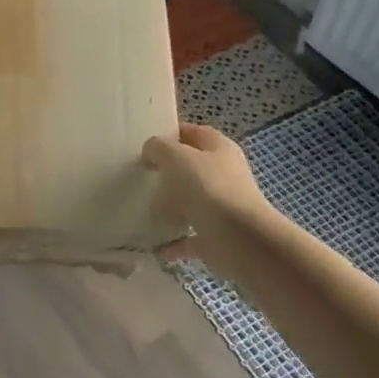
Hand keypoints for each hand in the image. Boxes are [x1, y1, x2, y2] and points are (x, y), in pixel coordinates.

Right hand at [141, 124, 273, 265]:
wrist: (239, 239)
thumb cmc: (207, 188)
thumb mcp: (175, 156)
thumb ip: (158, 148)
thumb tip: (151, 153)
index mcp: (219, 149)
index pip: (194, 133)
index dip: (171, 134)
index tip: (145, 144)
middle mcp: (224, 175)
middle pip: (192, 169)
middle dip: (167, 172)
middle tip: (139, 175)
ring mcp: (222, 207)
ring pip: (191, 203)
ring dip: (169, 207)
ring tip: (141, 208)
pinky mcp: (217, 237)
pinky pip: (189, 237)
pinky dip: (172, 242)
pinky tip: (153, 245)